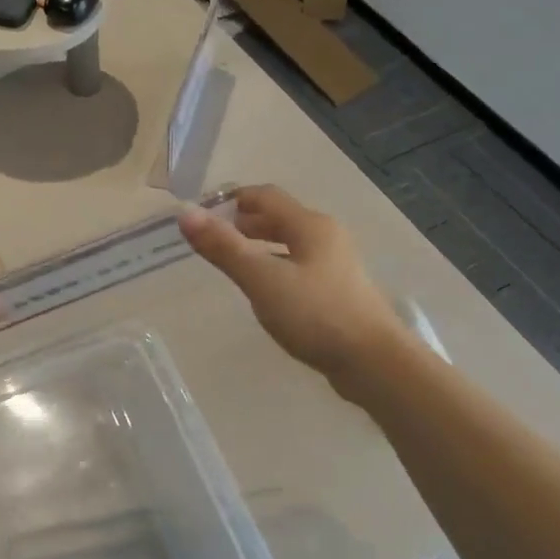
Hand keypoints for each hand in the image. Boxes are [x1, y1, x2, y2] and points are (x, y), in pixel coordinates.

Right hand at [179, 185, 410, 394]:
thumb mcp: (262, 280)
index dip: (230, 199)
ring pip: (289, 244)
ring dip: (259, 245)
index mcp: (310, 225)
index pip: (265, 196)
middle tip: (211, 239)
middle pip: (279, 218)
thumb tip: (185, 214)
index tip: (200, 215)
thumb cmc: (316, 315)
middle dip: (244, 223)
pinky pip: (298, 267)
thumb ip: (224, 248)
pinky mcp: (338, 292)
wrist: (373, 362)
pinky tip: (264, 290)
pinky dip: (275, 267)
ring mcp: (335, 266)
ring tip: (232, 262)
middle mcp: (326, 237)